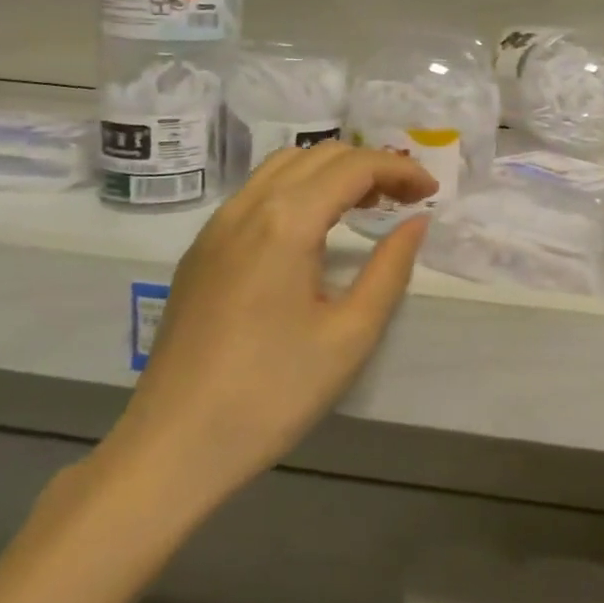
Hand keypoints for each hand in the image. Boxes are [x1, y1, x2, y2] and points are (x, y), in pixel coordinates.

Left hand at [103, 143, 435, 512]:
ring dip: (332, 172)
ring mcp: (217, 226)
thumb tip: (416, 221)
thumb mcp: (350, 335)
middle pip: (320, 155)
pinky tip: (313, 229)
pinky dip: (298, 188)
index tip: (431, 191)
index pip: (354, 167)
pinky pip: (256, 192)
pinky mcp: (201, 250)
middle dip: (370, 165)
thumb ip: (391, 268)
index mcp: (287, 221)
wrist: (172, 447)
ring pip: (284, 166)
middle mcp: (248, 207)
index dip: (400, 169)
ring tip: (365, 206)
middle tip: (405, 199)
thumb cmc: (272, 393)